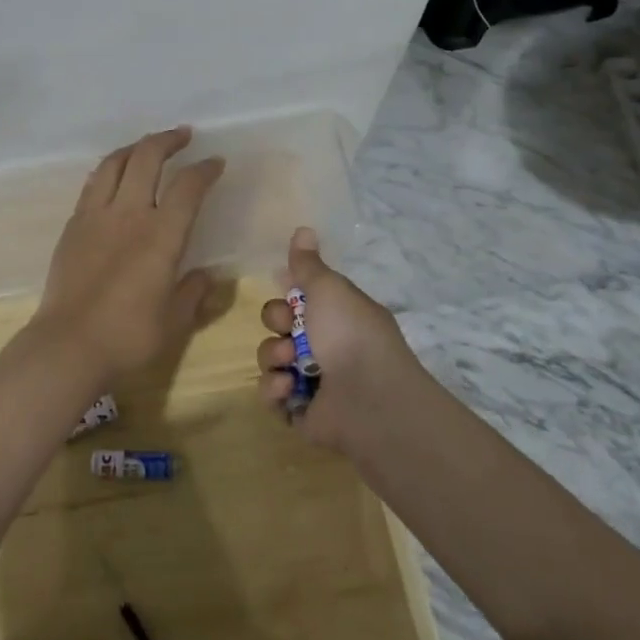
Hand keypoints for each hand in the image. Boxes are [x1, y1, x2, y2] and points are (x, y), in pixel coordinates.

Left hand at [32, 127, 225, 386]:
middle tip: (183, 136)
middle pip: (147, 157)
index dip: (204, 169)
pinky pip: (93, 183)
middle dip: (168, 140)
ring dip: (135, 147)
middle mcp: (129, 214)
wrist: (68, 345)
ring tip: (147, 147)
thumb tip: (206, 275)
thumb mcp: (174, 321)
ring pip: (115, 162)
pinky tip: (114, 175)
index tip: (216, 162)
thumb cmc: (128, 337)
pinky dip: (110, 169)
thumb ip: (193, 292)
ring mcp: (96, 215)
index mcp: (161, 235)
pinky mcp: (73, 225)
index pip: (187, 186)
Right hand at [256, 227, 423, 453]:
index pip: (301, 297)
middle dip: (277, 321)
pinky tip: (289, 387)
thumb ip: (308, 264)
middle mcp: (325, 345)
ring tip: (291, 364)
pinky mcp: (299, 411)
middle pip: (279, 324)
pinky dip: (275, 389)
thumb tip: (304, 228)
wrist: (369, 399)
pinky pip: (271, 394)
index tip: (283, 285)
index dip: (287, 292)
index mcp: (337, 315)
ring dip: (274, 356)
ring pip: (271, 357)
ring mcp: (311, 380)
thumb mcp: (329, 289)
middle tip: (289, 326)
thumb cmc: (350, 334)